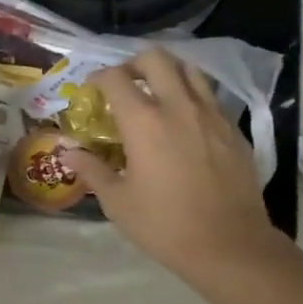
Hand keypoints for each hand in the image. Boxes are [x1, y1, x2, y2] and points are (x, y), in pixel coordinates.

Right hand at [63, 50, 287, 281]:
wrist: (229, 245)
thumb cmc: (165, 225)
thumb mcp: (118, 202)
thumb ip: (92, 170)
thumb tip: (68, 152)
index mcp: (144, 122)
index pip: (115, 78)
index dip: (98, 78)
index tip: (91, 90)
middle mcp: (179, 106)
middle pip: (156, 59)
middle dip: (134, 64)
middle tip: (125, 84)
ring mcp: (212, 114)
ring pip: (190, 70)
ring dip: (168, 73)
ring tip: (158, 93)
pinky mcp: (234, 129)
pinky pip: (210, 97)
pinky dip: (192, 96)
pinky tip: (186, 123)